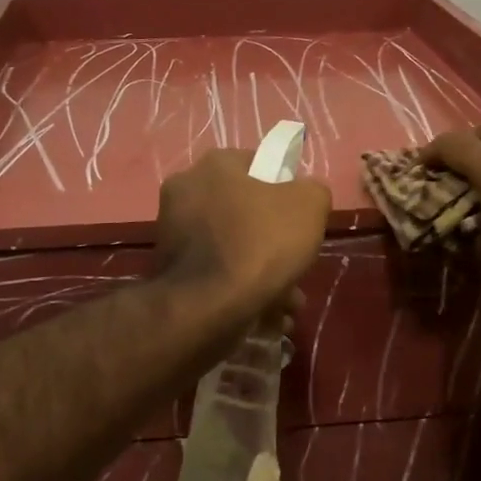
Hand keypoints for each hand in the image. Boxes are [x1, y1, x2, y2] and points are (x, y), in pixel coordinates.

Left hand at [155, 149, 331, 315]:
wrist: (206, 307)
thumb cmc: (260, 244)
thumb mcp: (309, 206)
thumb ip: (312, 191)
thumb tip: (304, 195)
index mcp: (214, 166)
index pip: (257, 166)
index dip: (284, 190)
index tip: (300, 219)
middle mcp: (185, 190)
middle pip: (243, 211)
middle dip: (273, 240)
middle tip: (295, 264)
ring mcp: (171, 231)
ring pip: (230, 246)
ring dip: (260, 270)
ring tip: (285, 302)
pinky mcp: (168, 269)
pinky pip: (214, 273)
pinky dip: (238, 289)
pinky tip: (263, 314)